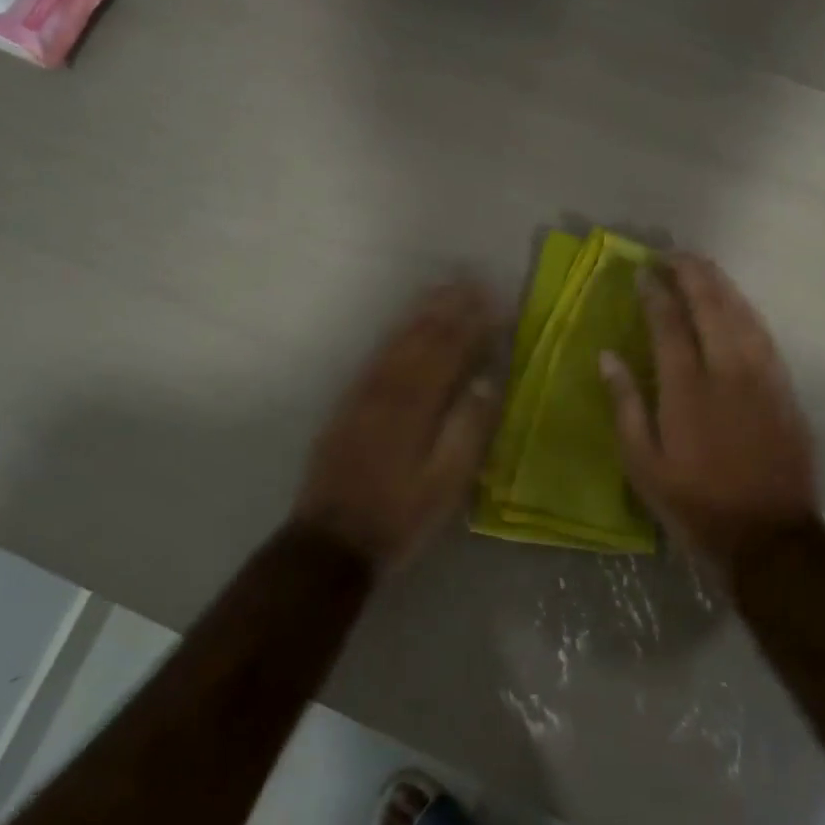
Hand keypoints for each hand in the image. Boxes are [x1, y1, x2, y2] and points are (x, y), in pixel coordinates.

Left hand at [294, 280, 501, 572]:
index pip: (450, 352)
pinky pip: (376, 354)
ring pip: (397, 340)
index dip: (473, 324)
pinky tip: (404, 324)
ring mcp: (364, 393)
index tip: (495, 301)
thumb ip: (468, 430)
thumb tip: (487, 381)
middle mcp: (389, 388)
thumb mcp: (445, 484)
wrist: (330, 543)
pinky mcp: (348, 403)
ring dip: (422, 311)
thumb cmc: (399, 516)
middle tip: (471, 280)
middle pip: (422, 337)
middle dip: (449, 307)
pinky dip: (395, 332)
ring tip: (442, 289)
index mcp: (416, 405)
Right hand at [601, 254, 817, 570]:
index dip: (655, 292)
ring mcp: (762, 376)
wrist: (770, 537)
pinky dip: (745, 309)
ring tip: (701, 265)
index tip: (642, 272)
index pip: (669, 323)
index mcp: (687, 389)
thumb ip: (625, 405)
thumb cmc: (696, 503)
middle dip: (690, 273)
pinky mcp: (784, 387)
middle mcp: (727, 371)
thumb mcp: (643, 465)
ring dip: (719, 284)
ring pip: (741, 313)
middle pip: (710, 305)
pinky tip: (735, 301)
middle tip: (672, 254)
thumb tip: (607, 356)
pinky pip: (763, 333)